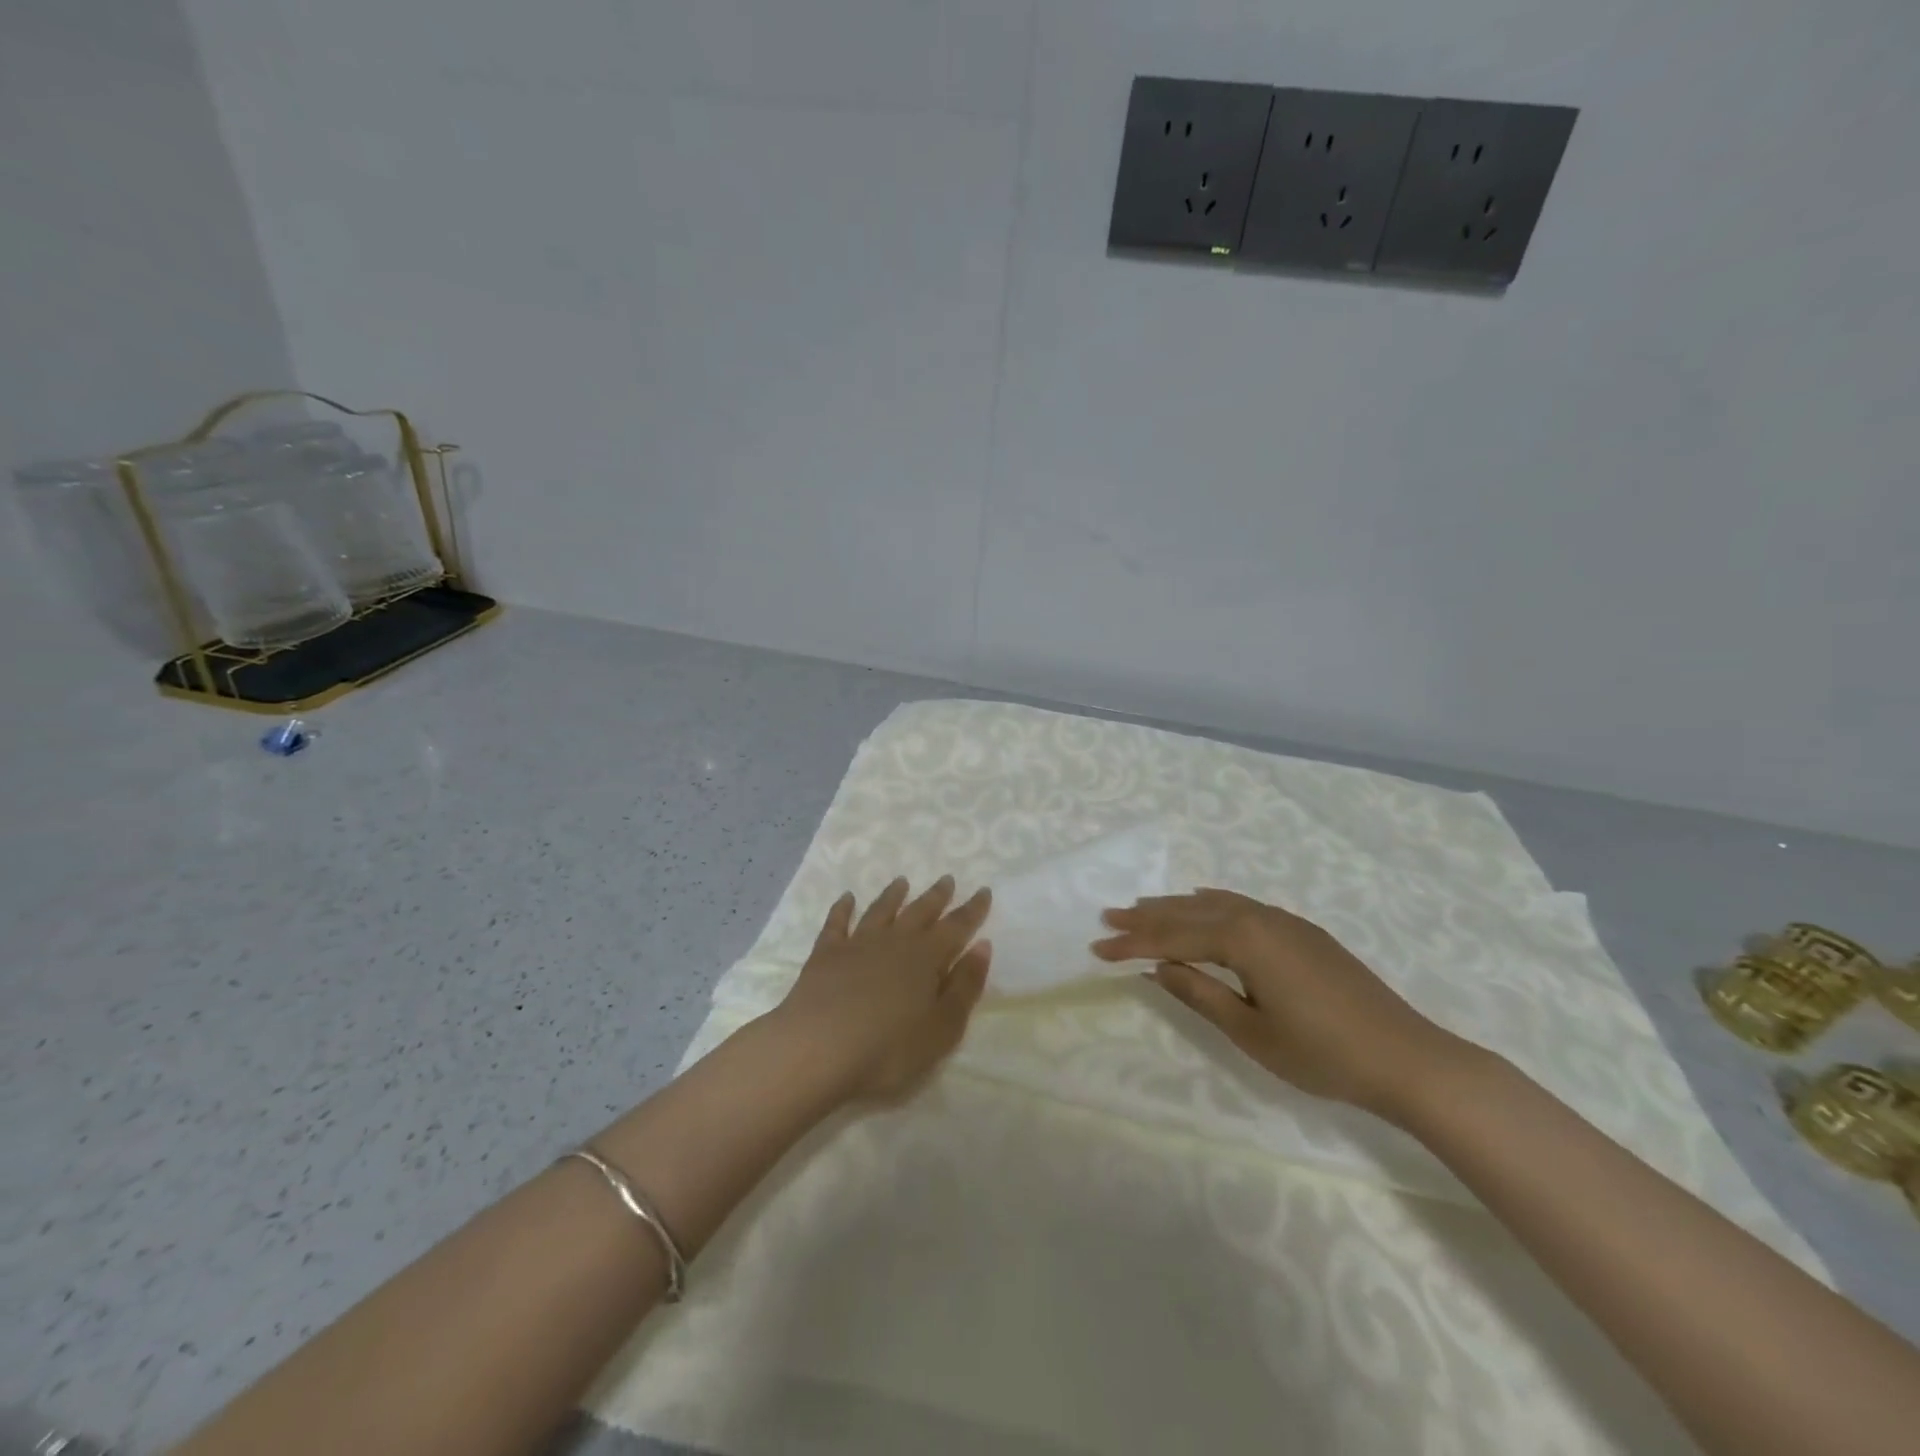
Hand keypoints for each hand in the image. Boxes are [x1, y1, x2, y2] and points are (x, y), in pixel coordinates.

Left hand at [772, 876, 992, 1103]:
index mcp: (926, 958)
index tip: (984, 890)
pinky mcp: (825, 954)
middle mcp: (894, 941)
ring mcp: (857, 944)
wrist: (817, 1049)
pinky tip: (846, 898)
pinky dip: (843, 909)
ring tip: (902, 881)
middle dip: (936, 896)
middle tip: (947, 879)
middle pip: (920, 911)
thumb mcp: (942, 1027)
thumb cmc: (888, 1048)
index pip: (956, 927)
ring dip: (893, 895)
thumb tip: (982, 946)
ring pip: (880, 911)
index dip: (972, 910)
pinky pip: (837, 923)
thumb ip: (964, 986)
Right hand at [1091, 888, 1462, 1117]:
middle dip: (1148, 915)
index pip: (1174, 938)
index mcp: (1244, 940)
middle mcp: (1260, 918)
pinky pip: (1242, 906)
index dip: (1133, 943)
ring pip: (1217, 904)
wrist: (1407, 1058)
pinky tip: (1203, 904)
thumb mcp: (1251, 1031)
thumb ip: (1200, 993)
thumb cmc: (1323, 1054)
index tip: (1097, 947)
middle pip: (1191, 911)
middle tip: (1109, 915)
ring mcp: (1285, 921)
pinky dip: (1211, 905)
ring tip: (1143, 906)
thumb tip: (1158, 967)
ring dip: (1177, 906)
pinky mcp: (1303, 932)